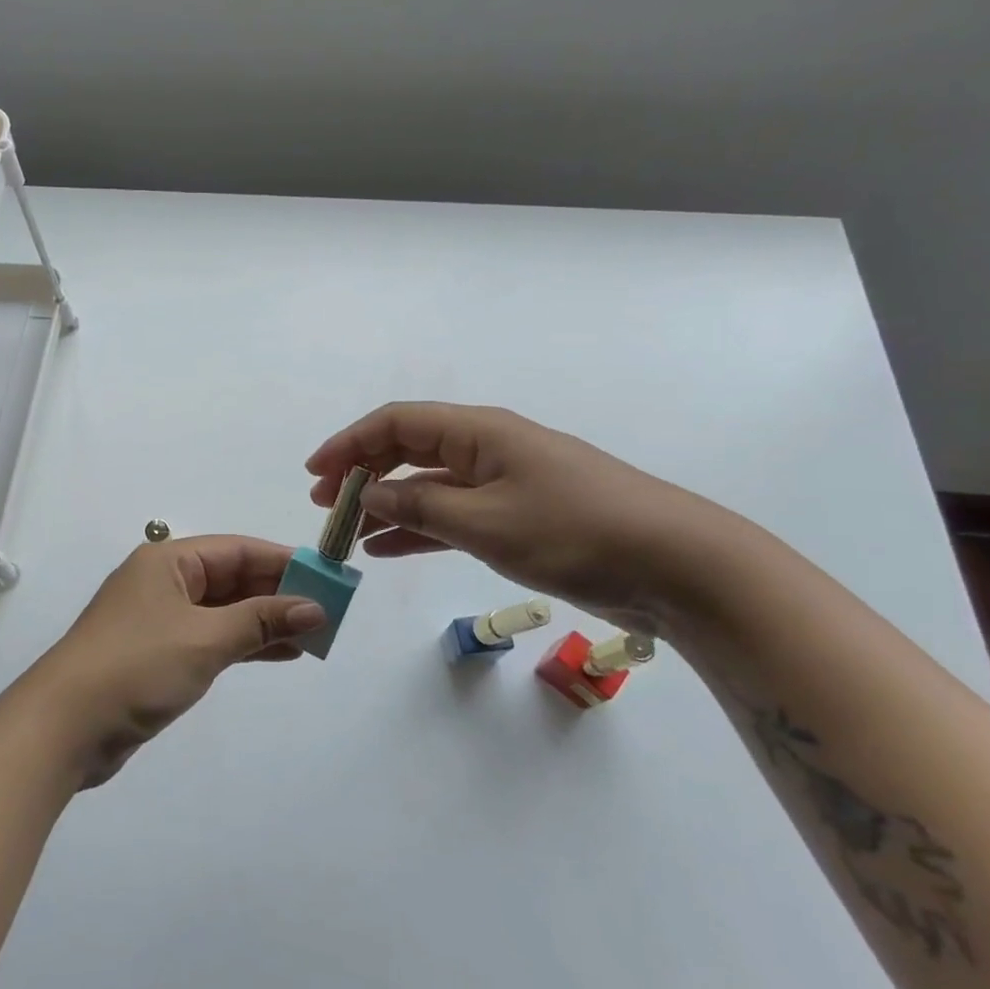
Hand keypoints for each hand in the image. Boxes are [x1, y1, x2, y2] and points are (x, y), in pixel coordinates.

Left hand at [22, 536, 324, 786]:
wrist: (63, 727)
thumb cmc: (136, 667)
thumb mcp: (205, 639)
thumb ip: (261, 620)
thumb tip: (315, 607)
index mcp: (169, 561)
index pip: (238, 550)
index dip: (284, 561)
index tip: (327, 576)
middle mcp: (165, 582)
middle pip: (232, 579)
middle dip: (278, 594)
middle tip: (328, 611)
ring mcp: (161, 620)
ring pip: (225, 611)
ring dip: (266, 621)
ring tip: (314, 635)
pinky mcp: (159, 654)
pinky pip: (212, 638)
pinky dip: (244, 644)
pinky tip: (280, 653)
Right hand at [306, 402, 742, 634]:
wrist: (676, 565)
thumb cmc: (576, 531)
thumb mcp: (486, 521)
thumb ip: (419, 506)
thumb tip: (367, 494)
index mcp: (479, 432)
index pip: (397, 423)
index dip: (350, 443)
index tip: (314, 474)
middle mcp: (487, 449)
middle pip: (408, 451)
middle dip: (362, 474)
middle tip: (324, 506)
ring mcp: (503, 484)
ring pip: (428, 486)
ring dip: (386, 506)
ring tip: (347, 534)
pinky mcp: (518, 518)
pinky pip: (453, 515)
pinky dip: (419, 528)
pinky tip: (389, 548)